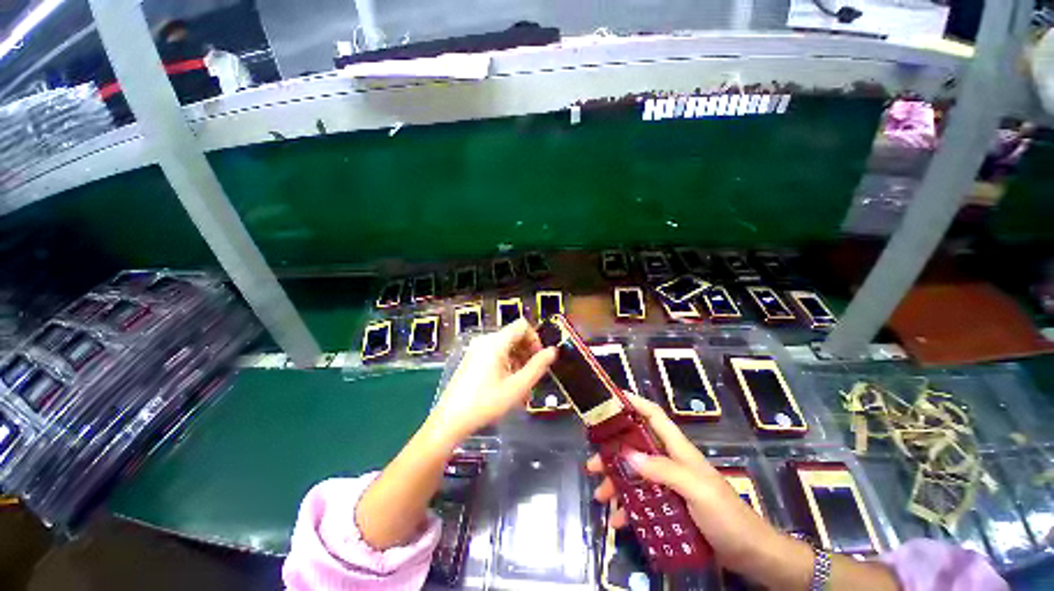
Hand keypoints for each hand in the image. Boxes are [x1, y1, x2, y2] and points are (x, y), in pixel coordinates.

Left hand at [430, 319, 556, 443]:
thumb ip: (537, 366)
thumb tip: (553, 351)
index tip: (539, 359)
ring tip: (522, 386)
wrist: (451, 420)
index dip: (535, 338)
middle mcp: (486, 341)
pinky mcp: (473, 359)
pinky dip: (507, 365)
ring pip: (506, 347)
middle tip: (533, 375)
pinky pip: (496, 354)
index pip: (522, 326)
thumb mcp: (517, 386)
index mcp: (496, 342)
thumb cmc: (486, 403)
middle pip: (514, 336)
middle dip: (528, 353)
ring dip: (518, 361)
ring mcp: (477, 350)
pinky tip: (508, 386)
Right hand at [586, 394, 786, 573]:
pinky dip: (628, 508)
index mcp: (677, 449)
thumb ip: (663, 470)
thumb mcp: (696, 490)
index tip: (610, 399)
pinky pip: (642, 500)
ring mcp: (669, 483)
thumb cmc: (726, 516)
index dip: (634, 402)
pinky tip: (618, 520)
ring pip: (634, 473)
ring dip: (616, 482)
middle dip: (612, 452)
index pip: (653, 415)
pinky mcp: (669, 505)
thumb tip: (627, 455)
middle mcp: (669, 460)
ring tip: (600, 496)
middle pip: (635, 445)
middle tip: (592, 464)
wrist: (750, 554)